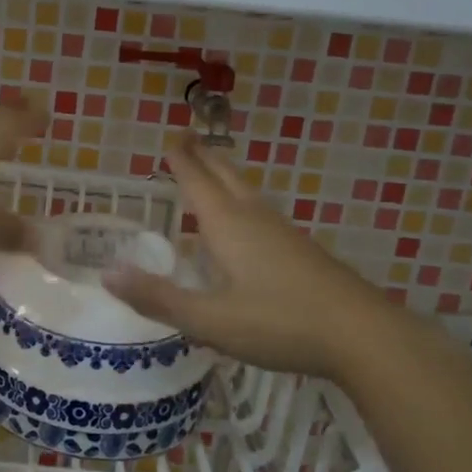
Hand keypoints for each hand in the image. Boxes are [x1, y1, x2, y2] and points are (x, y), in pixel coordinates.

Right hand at [105, 134, 412, 380]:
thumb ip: (159, 298)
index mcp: (229, 226)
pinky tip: (249, 222)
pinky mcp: (303, 250)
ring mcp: (284, 232)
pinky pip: (263, 211)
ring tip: (213, 170)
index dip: (181, 160)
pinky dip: (244, 201)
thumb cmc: (280, 323)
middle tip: (189, 138)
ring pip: (248, 192)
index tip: (170, 136)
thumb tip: (108, 274)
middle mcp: (255, 218)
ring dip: (226, 176)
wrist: (363, 335)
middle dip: (205, 157)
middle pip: (226, 177)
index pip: (197, 182)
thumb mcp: (210, 319)